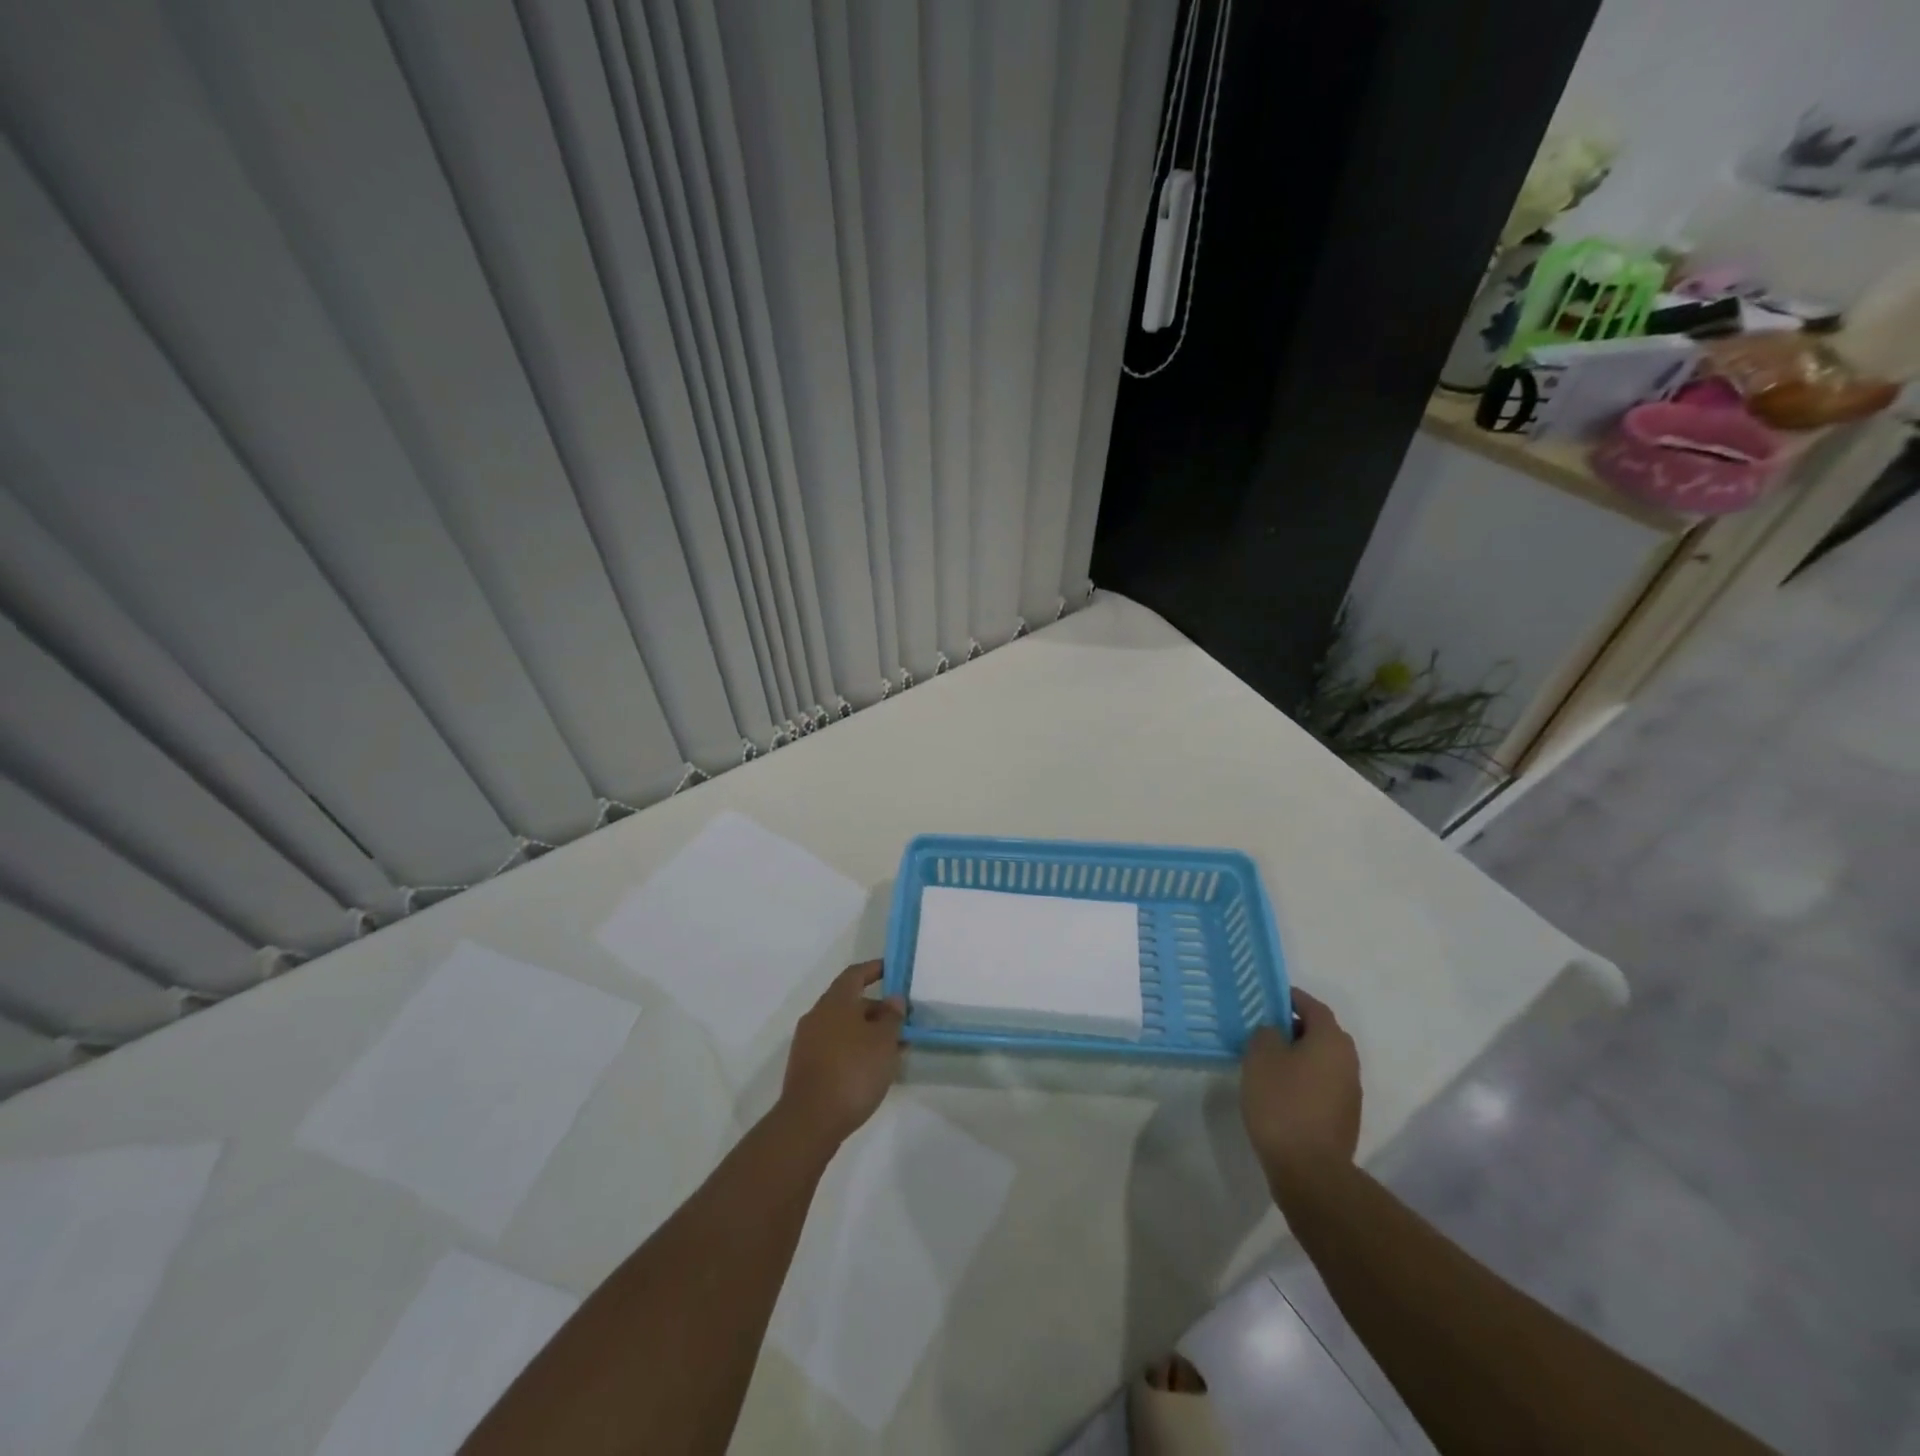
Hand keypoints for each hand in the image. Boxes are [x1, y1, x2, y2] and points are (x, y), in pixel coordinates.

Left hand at [778, 961, 904, 1149]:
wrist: (810, 1121)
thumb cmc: (852, 1071)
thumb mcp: (883, 1042)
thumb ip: (892, 1017)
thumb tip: (893, 999)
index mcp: (835, 1002)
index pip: (855, 974)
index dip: (874, 969)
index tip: (892, 970)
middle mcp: (818, 1016)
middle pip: (850, 1002)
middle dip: (877, 1009)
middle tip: (902, 1021)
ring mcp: (808, 1042)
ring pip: (844, 1027)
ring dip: (868, 1033)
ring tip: (894, 1049)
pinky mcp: (807, 1067)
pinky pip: (836, 1047)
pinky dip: (855, 1049)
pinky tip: (873, 1069)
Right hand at [1239, 988, 1361, 1194]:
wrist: (1310, 1170)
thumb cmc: (1282, 1102)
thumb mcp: (1261, 1055)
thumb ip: (1266, 1033)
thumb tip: (1275, 1032)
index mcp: (1332, 1040)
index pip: (1312, 1006)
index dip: (1289, 998)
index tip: (1266, 998)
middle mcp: (1348, 1061)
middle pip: (1320, 1032)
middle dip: (1293, 1027)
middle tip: (1262, 1029)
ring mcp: (1349, 1092)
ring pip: (1321, 1060)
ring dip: (1297, 1055)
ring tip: (1265, 1061)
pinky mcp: (1343, 1117)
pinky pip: (1321, 1084)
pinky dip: (1302, 1079)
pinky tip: (1278, 1091)